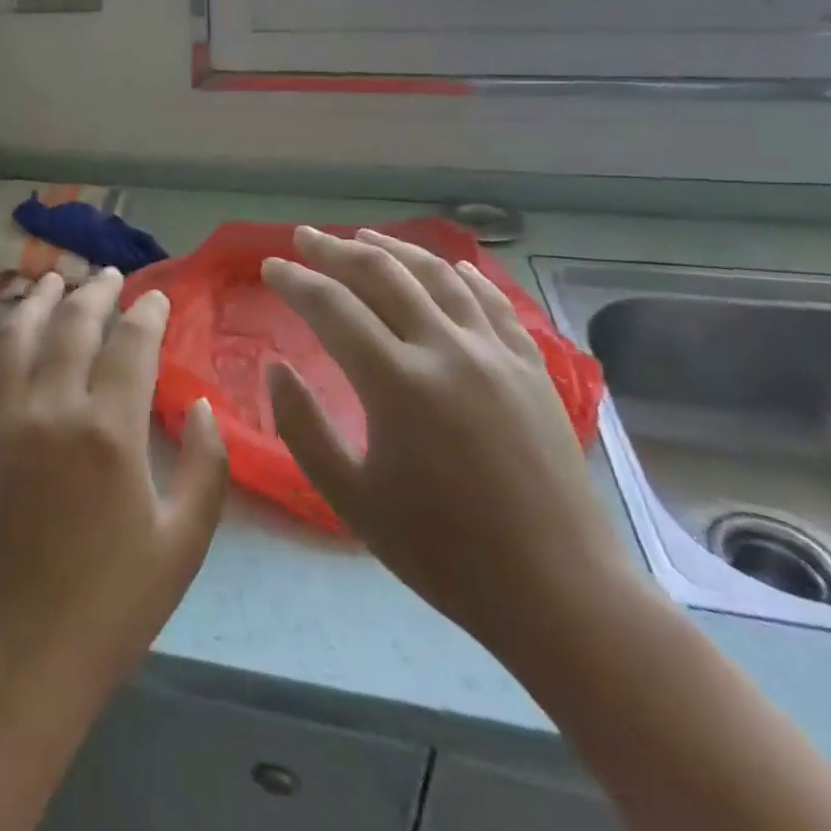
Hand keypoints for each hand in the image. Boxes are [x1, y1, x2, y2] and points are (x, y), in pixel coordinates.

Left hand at [0, 270, 230, 725]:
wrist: (14, 659)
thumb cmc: (110, 607)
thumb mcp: (183, 544)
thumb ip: (206, 468)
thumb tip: (202, 407)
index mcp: (109, 431)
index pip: (131, 344)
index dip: (147, 313)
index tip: (157, 300)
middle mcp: (50, 408)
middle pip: (72, 325)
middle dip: (94, 292)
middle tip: (107, 277)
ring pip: (15, 335)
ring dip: (35, 301)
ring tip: (50, 280)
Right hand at [262, 227, 633, 660]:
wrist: (560, 593)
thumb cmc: (443, 552)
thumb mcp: (351, 498)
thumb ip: (302, 426)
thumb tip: (275, 367)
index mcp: (397, 382)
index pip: (332, 306)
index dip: (295, 280)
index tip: (270, 266)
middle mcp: (446, 350)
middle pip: (382, 275)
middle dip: (335, 250)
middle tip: (304, 237)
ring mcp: (496, 354)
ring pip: (437, 276)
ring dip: (393, 250)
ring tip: (362, 237)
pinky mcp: (531, 368)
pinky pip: (493, 303)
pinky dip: (463, 276)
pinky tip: (448, 267)